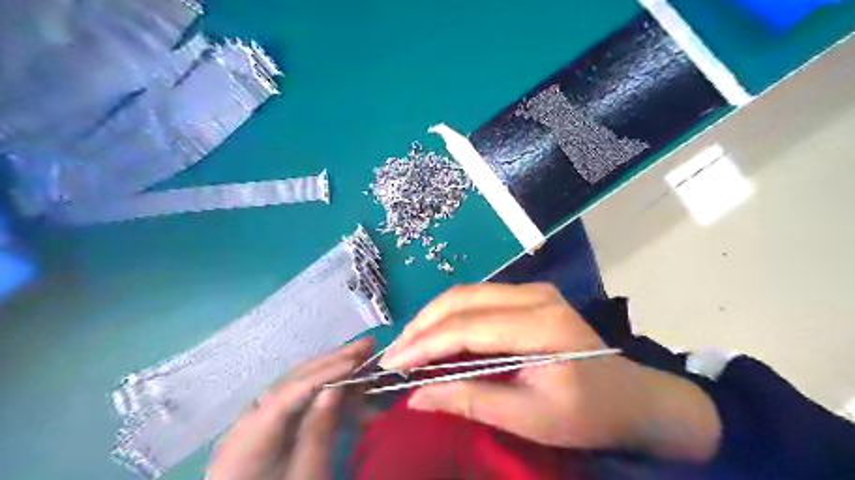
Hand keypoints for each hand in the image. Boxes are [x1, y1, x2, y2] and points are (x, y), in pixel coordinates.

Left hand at [206, 337, 374, 479]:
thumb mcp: (306, 476)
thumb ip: (318, 433)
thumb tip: (334, 389)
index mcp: (249, 437)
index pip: (290, 391)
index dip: (326, 372)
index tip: (358, 360)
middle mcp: (248, 420)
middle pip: (292, 381)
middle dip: (331, 361)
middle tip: (366, 344)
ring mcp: (255, 422)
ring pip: (295, 384)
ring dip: (329, 369)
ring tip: (359, 355)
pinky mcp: (266, 427)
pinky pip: (295, 399)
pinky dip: (321, 388)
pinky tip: (344, 382)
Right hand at [381, 284, 720, 462]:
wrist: (632, 397)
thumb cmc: (588, 413)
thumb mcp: (530, 418)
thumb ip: (471, 401)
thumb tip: (416, 397)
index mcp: (542, 325)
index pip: (468, 327)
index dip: (425, 345)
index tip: (392, 365)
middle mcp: (534, 295)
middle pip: (462, 299)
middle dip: (422, 325)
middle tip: (394, 354)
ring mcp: (532, 290)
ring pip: (466, 294)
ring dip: (433, 317)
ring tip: (408, 345)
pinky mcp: (528, 296)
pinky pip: (478, 299)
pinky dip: (451, 316)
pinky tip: (436, 335)